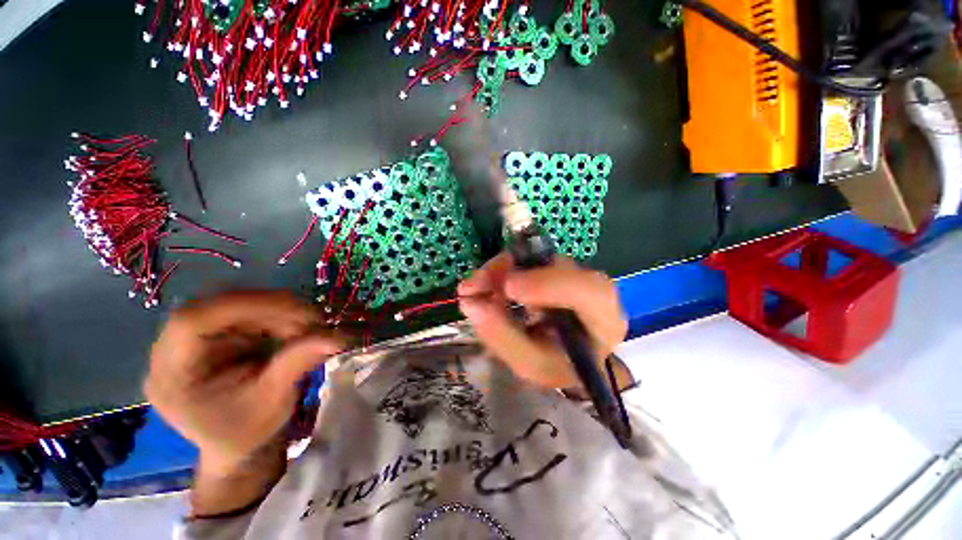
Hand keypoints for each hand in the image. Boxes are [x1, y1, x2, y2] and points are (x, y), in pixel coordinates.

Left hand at [144, 291, 345, 476]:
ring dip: (278, 309)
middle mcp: (173, 349)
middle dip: (270, 307)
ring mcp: (195, 339)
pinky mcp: (216, 334)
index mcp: (171, 375)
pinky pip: (246, 310)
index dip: (244, 306)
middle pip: (217, 306)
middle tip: (312, 318)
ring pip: (235, 303)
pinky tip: (295, 328)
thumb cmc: (248, 432)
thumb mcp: (272, 402)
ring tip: (308, 325)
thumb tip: (336, 336)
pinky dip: (277, 314)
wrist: (239, 443)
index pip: (192, 321)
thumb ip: (297, 363)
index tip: (296, 311)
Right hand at [457, 253, 627, 390]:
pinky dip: (501, 270)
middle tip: (471, 287)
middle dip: (509, 272)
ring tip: (472, 290)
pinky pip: (526, 260)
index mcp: (604, 321)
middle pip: (555, 265)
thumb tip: (471, 303)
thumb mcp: (530, 364)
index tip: (507, 288)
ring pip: (535, 258)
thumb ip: (503, 336)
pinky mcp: (553, 267)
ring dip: (498, 271)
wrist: (568, 355)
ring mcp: (572, 273)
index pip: (590, 291)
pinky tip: (485, 286)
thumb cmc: (556, 366)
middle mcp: (592, 290)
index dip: (548, 284)